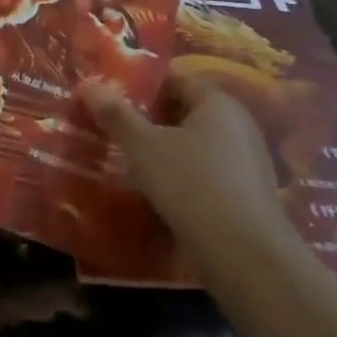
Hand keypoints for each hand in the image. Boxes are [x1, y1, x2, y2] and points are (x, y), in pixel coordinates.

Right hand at [80, 69, 299, 266]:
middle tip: (112, 125)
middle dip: (149, 117)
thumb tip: (89, 85)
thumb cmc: (192, 185)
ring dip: (163, 148)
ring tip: (127, 157)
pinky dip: (180, 173)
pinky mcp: (246, 195)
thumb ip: (115, 114)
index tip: (111, 95)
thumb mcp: (143, 146)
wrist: (247, 257)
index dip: (141, 85)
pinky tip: (155, 188)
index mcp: (218, 104)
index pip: (176, 79)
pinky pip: (205, 171)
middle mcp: (239, 127)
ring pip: (194, 144)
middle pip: (184, 111)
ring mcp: (246, 163)